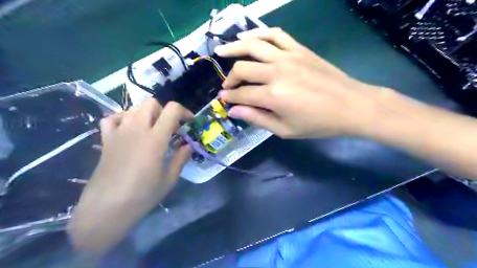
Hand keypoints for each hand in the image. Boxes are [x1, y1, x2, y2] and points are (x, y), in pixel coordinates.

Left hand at [67, 98, 193, 254]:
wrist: (106, 209)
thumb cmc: (142, 196)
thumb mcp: (169, 179)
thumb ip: (181, 158)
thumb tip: (189, 145)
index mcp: (155, 139)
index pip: (171, 110)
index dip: (184, 111)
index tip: (189, 122)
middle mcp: (137, 130)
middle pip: (151, 103)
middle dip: (164, 111)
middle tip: (170, 128)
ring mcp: (119, 133)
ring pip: (134, 108)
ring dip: (147, 114)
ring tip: (152, 130)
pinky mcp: (106, 140)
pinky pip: (113, 118)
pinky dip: (124, 118)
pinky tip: (130, 130)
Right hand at [216, 27, 381, 138]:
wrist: (350, 105)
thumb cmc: (317, 123)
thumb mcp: (285, 130)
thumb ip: (257, 119)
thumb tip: (233, 111)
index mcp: (273, 96)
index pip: (242, 94)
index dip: (229, 98)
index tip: (223, 100)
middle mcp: (276, 72)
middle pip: (242, 69)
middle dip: (230, 79)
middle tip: (226, 86)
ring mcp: (288, 57)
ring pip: (253, 45)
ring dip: (234, 48)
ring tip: (222, 52)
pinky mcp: (299, 49)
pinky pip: (275, 34)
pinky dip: (259, 32)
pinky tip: (248, 37)